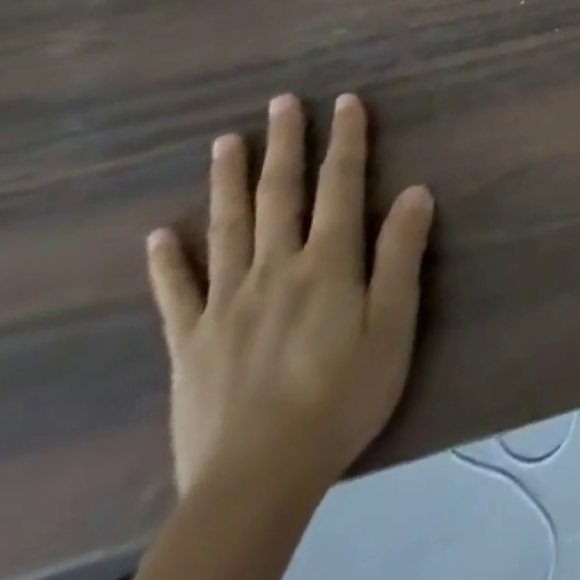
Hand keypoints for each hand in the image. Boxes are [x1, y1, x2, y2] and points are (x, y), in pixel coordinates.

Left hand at [145, 94, 433, 499]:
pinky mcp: (189, 342)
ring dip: (229, 182)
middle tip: (281, 102)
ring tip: (225, 142)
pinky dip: (168, 261)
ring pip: (228, 229)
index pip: (342, 186)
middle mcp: (276, 269)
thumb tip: (417, 190)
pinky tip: (162, 234)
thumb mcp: (394, 323)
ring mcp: (226, 304)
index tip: (345, 102)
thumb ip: (401, 254)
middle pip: (281, 195)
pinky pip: (176, 293)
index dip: (346, 141)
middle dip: (285, 145)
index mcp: (329, 262)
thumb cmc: (343, 394)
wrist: (258, 478)